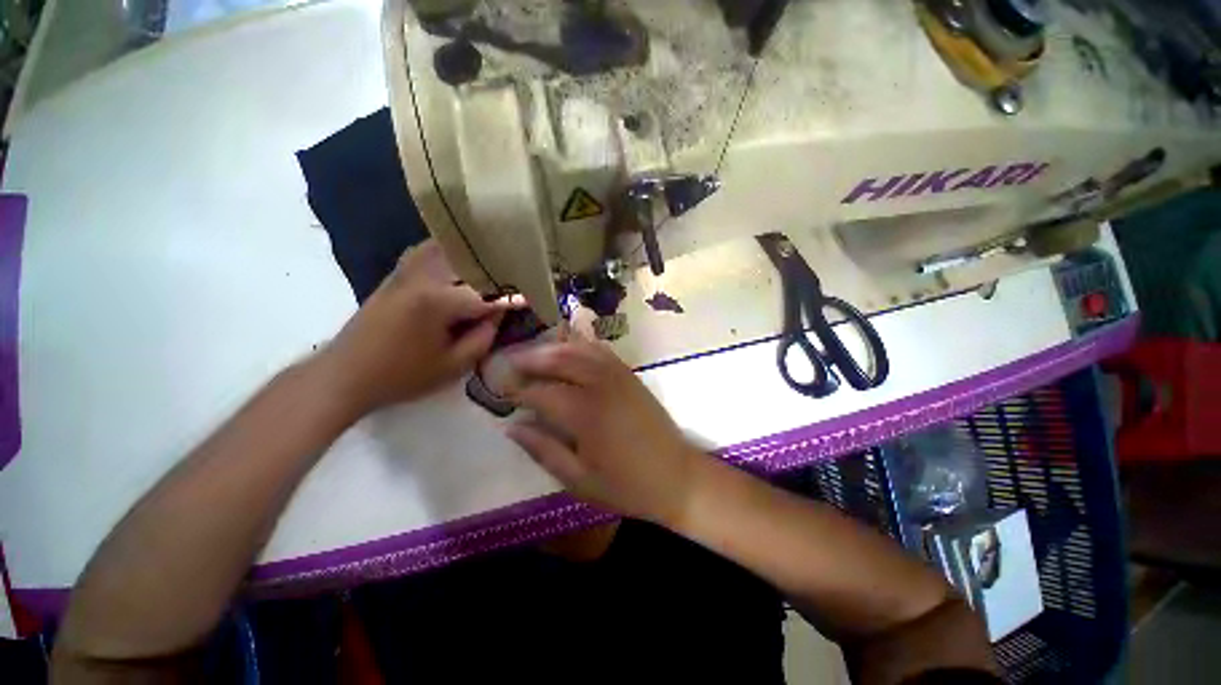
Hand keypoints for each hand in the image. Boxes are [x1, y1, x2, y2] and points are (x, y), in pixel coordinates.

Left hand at [316, 240, 505, 415]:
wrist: (345, 375)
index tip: (534, 295)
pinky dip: (447, 249)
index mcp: (438, 300)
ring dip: (472, 252)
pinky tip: (460, 257)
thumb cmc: (401, 375)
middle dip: (498, 266)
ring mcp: (405, 271)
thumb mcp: (453, 366)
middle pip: (469, 260)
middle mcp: (423, 275)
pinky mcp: (396, 274)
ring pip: (446, 247)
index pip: (488, 293)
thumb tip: (498, 313)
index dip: (514, 296)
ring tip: (495, 257)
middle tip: (519, 272)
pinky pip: (426, 251)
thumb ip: (483, 337)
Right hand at [504, 338, 703, 524]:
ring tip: (534, 355)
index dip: (517, 390)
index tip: (500, 390)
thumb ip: (544, 450)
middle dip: (530, 359)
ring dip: (553, 347)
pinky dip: (580, 345)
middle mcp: (600, 385)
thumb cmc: (627, 485)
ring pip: (579, 348)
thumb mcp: (579, 480)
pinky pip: (600, 350)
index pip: (540, 392)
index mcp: (585, 414)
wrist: (677, 476)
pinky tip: (569, 350)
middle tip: (510, 364)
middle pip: (558, 359)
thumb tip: (512, 427)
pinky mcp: (630, 374)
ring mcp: (618, 375)